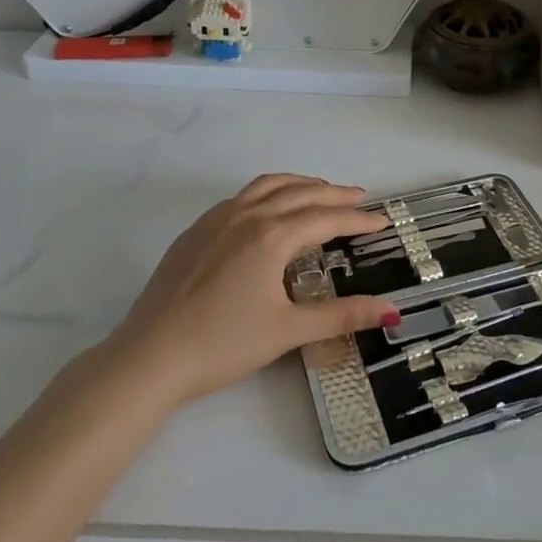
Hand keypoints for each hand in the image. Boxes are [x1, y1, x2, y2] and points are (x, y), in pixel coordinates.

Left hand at [104, 174, 397, 404]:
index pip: (326, 218)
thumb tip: (392, 311)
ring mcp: (217, 218)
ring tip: (320, 191)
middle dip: (334, 194)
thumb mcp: (288, 330)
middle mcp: (247, 215)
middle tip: (360, 198)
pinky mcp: (195, 230)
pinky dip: (268, 192)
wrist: (149, 357)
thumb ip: (341, 316)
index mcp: (272, 235)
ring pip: (268, 186)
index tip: (382, 221)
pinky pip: (241, 196)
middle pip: (301, 193)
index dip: (358, 220)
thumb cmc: (222, 344)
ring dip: (300, 184)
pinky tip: (268, 209)